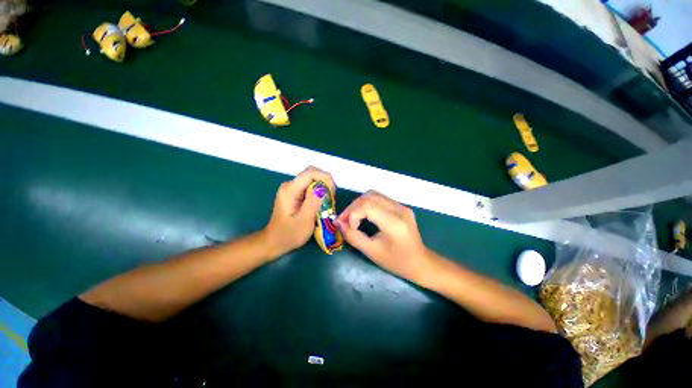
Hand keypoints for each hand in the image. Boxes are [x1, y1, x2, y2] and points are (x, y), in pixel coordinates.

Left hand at [262, 166, 335, 257]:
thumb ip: (313, 203)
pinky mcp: (294, 193)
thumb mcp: (304, 220)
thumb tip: (323, 188)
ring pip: (312, 180)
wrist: (274, 242)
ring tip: (328, 201)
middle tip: (332, 197)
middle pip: (311, 174)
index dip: (325, 177)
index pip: (310, 173)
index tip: (333, 190)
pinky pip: (309, 186)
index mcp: (290, 190)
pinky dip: (318, 192)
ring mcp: (291, 188)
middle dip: (325, 182)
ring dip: (322, 187)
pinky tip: (321, 203)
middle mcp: (290, 185)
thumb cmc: (289, 234)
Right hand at [336, 191, 434, 282]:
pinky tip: (363, 214)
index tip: (346, 226)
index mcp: (394, 223)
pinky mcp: (401, 206)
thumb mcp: (372, 252)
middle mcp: (399, 209)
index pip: (368, 206)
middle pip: (369, 197)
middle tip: (344, 220)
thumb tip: (338, 223)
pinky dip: (367, 203)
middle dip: (353, 207)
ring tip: (352, 216)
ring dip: (359, 203)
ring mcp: (402, 206)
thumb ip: (353, 236)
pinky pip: (380, 198)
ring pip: (374, 194)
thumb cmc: (396, 262)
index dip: (352, 214)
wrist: (420, 262)